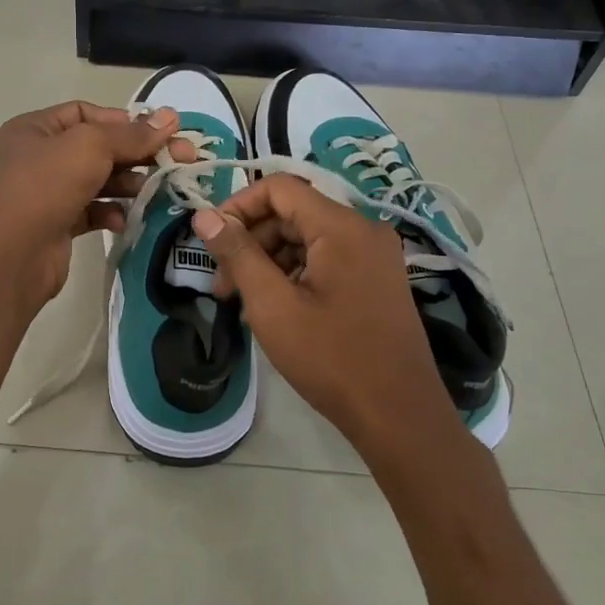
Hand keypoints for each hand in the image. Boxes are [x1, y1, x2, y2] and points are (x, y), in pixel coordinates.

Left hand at [0, 100, 191, 302]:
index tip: (156, 133)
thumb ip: (133, 134)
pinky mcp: (58, 223)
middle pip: (97, 147)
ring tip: (155, 189)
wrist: (15, 253)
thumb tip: (170, 117)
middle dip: (136, 154)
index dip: (122, 121)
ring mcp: (47, 192)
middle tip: (179, 159)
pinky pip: (92, 210)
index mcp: (35, 129)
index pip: (85, 113)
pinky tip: (124, 218)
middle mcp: (39, 156)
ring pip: (98, 180)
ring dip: (128, 183)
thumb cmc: (48, 185)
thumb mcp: (92, 146)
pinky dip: (111, 211)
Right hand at [191, 175, 456, 455]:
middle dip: (251, 242)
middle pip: (293, 213)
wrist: (400, 416)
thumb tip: (204, 216)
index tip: (211, 241)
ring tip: (243, 303)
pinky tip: (276, 309)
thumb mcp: (273, 305)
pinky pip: (326, 259)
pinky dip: (295, 274)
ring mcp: (375, 255)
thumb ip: (237, 253)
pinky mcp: (377, 279)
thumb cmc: (331, 358)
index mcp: (342, 226)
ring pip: (307, 238)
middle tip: (221, 285)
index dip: (238, 206)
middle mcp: (363, 229)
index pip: (279, 187)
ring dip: (270, 261)